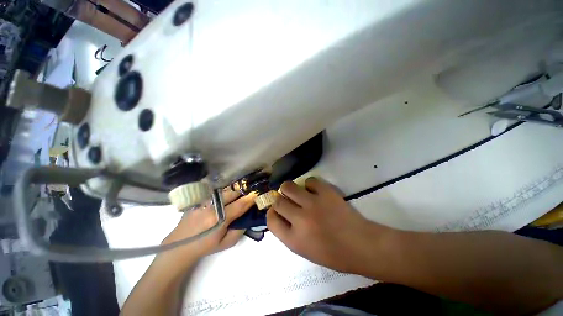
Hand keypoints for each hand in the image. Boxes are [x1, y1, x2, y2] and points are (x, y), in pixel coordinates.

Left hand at [162, 188, 256, 260]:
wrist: (180, 245)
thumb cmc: (205, 246)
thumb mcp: (227, 243)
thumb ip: (241, 228)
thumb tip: (249, 215)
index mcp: (219, 218)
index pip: (240, 204)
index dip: (251, 198)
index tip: (259, 194)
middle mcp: (212, 206)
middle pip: (233, 192)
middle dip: (244, 191)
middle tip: (250, 193)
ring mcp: (204, 201)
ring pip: (225, 190)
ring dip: (235, 191)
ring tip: (240, 193)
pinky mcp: (199, 199)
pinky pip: (216, 191)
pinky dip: (225, 192)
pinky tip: (227, 195)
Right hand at [267, 177, 387, 272]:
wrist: (361, 245)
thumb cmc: (333, 254)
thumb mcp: (305, 251)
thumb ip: (289, 233)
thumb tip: (280, 215)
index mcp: (294, 239)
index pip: (271, 220)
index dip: (271, 213)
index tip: (275, 210)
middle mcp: (300, 220)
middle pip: (278, 201)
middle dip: (279, 200)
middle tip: (287, 201)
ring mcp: (313, 203)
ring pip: (289, 187)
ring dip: (289, 189)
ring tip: (296, 192)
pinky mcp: (326, 192)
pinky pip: (309, 181)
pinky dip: (309, 184)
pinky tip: (314, 190)